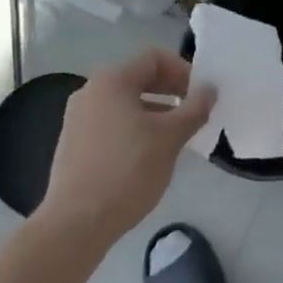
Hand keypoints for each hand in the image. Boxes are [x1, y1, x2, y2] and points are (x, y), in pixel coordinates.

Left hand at [35, 51, 214, 251]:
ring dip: (155, 112)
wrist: (75, 224)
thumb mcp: (170, 138)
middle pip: (139, 78)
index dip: (183, 71)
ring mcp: (77, 117)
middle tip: (193, 114)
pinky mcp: (73, 143)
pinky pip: (111, 123)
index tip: (201, 95)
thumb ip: (194, 108)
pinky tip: (147, 156)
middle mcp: (90, 91)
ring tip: (175, 138)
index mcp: (112, 80)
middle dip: (170, 92)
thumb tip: (210, 89)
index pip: (154, 58)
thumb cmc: (127, 172)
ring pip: (125, 103)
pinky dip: (134, 129)